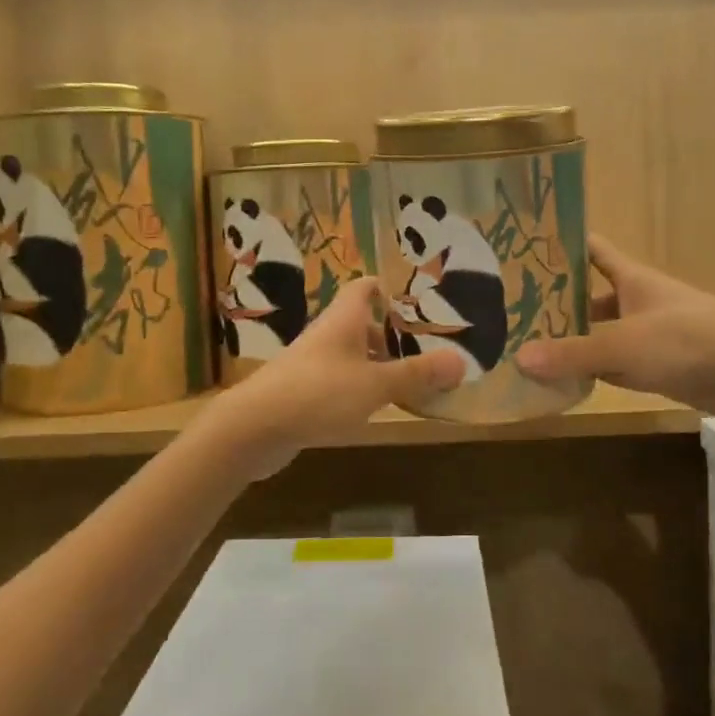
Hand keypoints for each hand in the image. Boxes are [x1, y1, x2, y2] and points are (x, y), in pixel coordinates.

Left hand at [198, 277, 465, 479]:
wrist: (253, 428)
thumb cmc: (318, 394)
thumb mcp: (375, 385)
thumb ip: (417, 374)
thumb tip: (461, 362)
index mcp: (344, 320)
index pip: (366, 287)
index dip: (391, 289)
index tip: (421, 304)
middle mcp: (327, 335)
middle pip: (363, 323)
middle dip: (395, 335)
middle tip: (429, 349)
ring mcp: (312, 364)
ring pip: (353, 355)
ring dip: (379, 365)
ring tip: (412, 381)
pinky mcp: (302, 392)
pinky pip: (340, 382)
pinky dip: (361, 389)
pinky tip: (377, 408)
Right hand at [514, 236, 714, 419]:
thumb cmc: (687, 341)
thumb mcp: (622, 345)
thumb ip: (572, 353)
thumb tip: (519, 359)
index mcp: (632, 278)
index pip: (592, 250)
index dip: (563, 245)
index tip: (526, 247)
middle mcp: (639, 301)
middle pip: (591, 296)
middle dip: (557, 302)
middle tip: (513, 311)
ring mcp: (651, 334)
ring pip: (602, 333)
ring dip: (574, 340)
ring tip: (529, 347)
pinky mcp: (661, 366)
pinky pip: (617, 365)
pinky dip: (594, 371)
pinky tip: (565, 381)